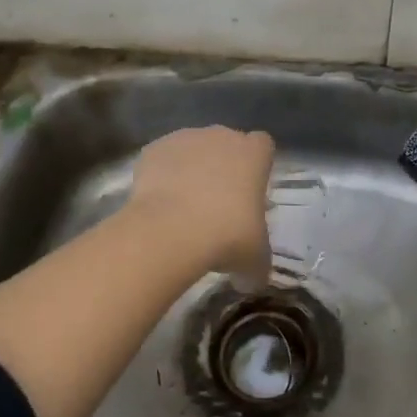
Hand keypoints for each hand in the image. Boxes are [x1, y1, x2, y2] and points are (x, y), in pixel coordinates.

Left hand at [128, 126, 275, 281]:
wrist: (170, 231)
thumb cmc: (226, 236)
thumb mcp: (255, 259)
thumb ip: (258, 263)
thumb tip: (253, 280)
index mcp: (253, 154)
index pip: (263, 145)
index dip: (257, 164)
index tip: (251, 188)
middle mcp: (221, 136)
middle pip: (226, 143)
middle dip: (223, 165)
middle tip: (218, 202)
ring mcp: (184, 139)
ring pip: (192, 149)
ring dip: (191, 169)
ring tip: (184, 206)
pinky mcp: (153, 150)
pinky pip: (162, 159)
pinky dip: (161, 175)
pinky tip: (160, 203)